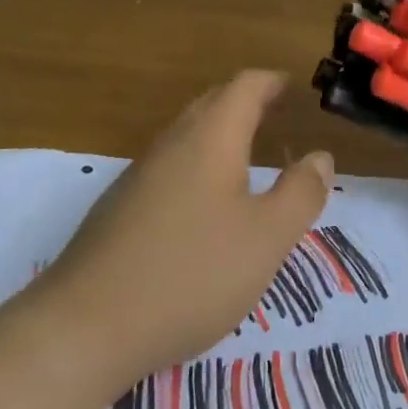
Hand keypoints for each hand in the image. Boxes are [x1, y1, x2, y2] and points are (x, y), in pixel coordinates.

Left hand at [39, 71, 333, 387]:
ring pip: (186, 136)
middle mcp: (171, 145)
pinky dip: (197, 165)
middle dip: (245, 102)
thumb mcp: (267, 238)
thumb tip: (320, 157)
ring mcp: (138, 176)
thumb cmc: (192, 273)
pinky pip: (169, 167)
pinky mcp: (118, 209)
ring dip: (219, 134)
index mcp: (210, 139)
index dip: (271, 82)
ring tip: (247, 153)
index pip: (244, 88)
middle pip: (211, 105)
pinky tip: (203, 204)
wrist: (86, 326)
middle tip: (276, 113)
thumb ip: (301, 193)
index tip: (293, 87)